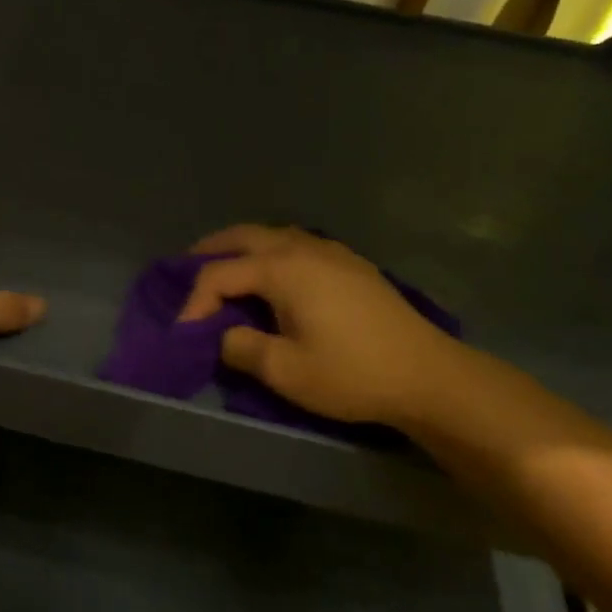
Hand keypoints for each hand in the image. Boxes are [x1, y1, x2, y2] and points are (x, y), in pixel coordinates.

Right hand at [178, 225, 467, 426]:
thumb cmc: (352, 373)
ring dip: (241, 247)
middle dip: (209, 250)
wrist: (428, 376)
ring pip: (273, 235)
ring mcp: (332, 252)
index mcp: (282, 269)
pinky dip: (270, 252)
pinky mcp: (351, 265)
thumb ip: (242, 348)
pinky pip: (297, 245)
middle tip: (184, 269)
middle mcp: (303, 248)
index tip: (184, 333)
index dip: (194, 302)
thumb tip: (225, 336)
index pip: (219, 274)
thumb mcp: (285, 371)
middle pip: (243, 237)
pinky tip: (273, 275)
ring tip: (224, 267)